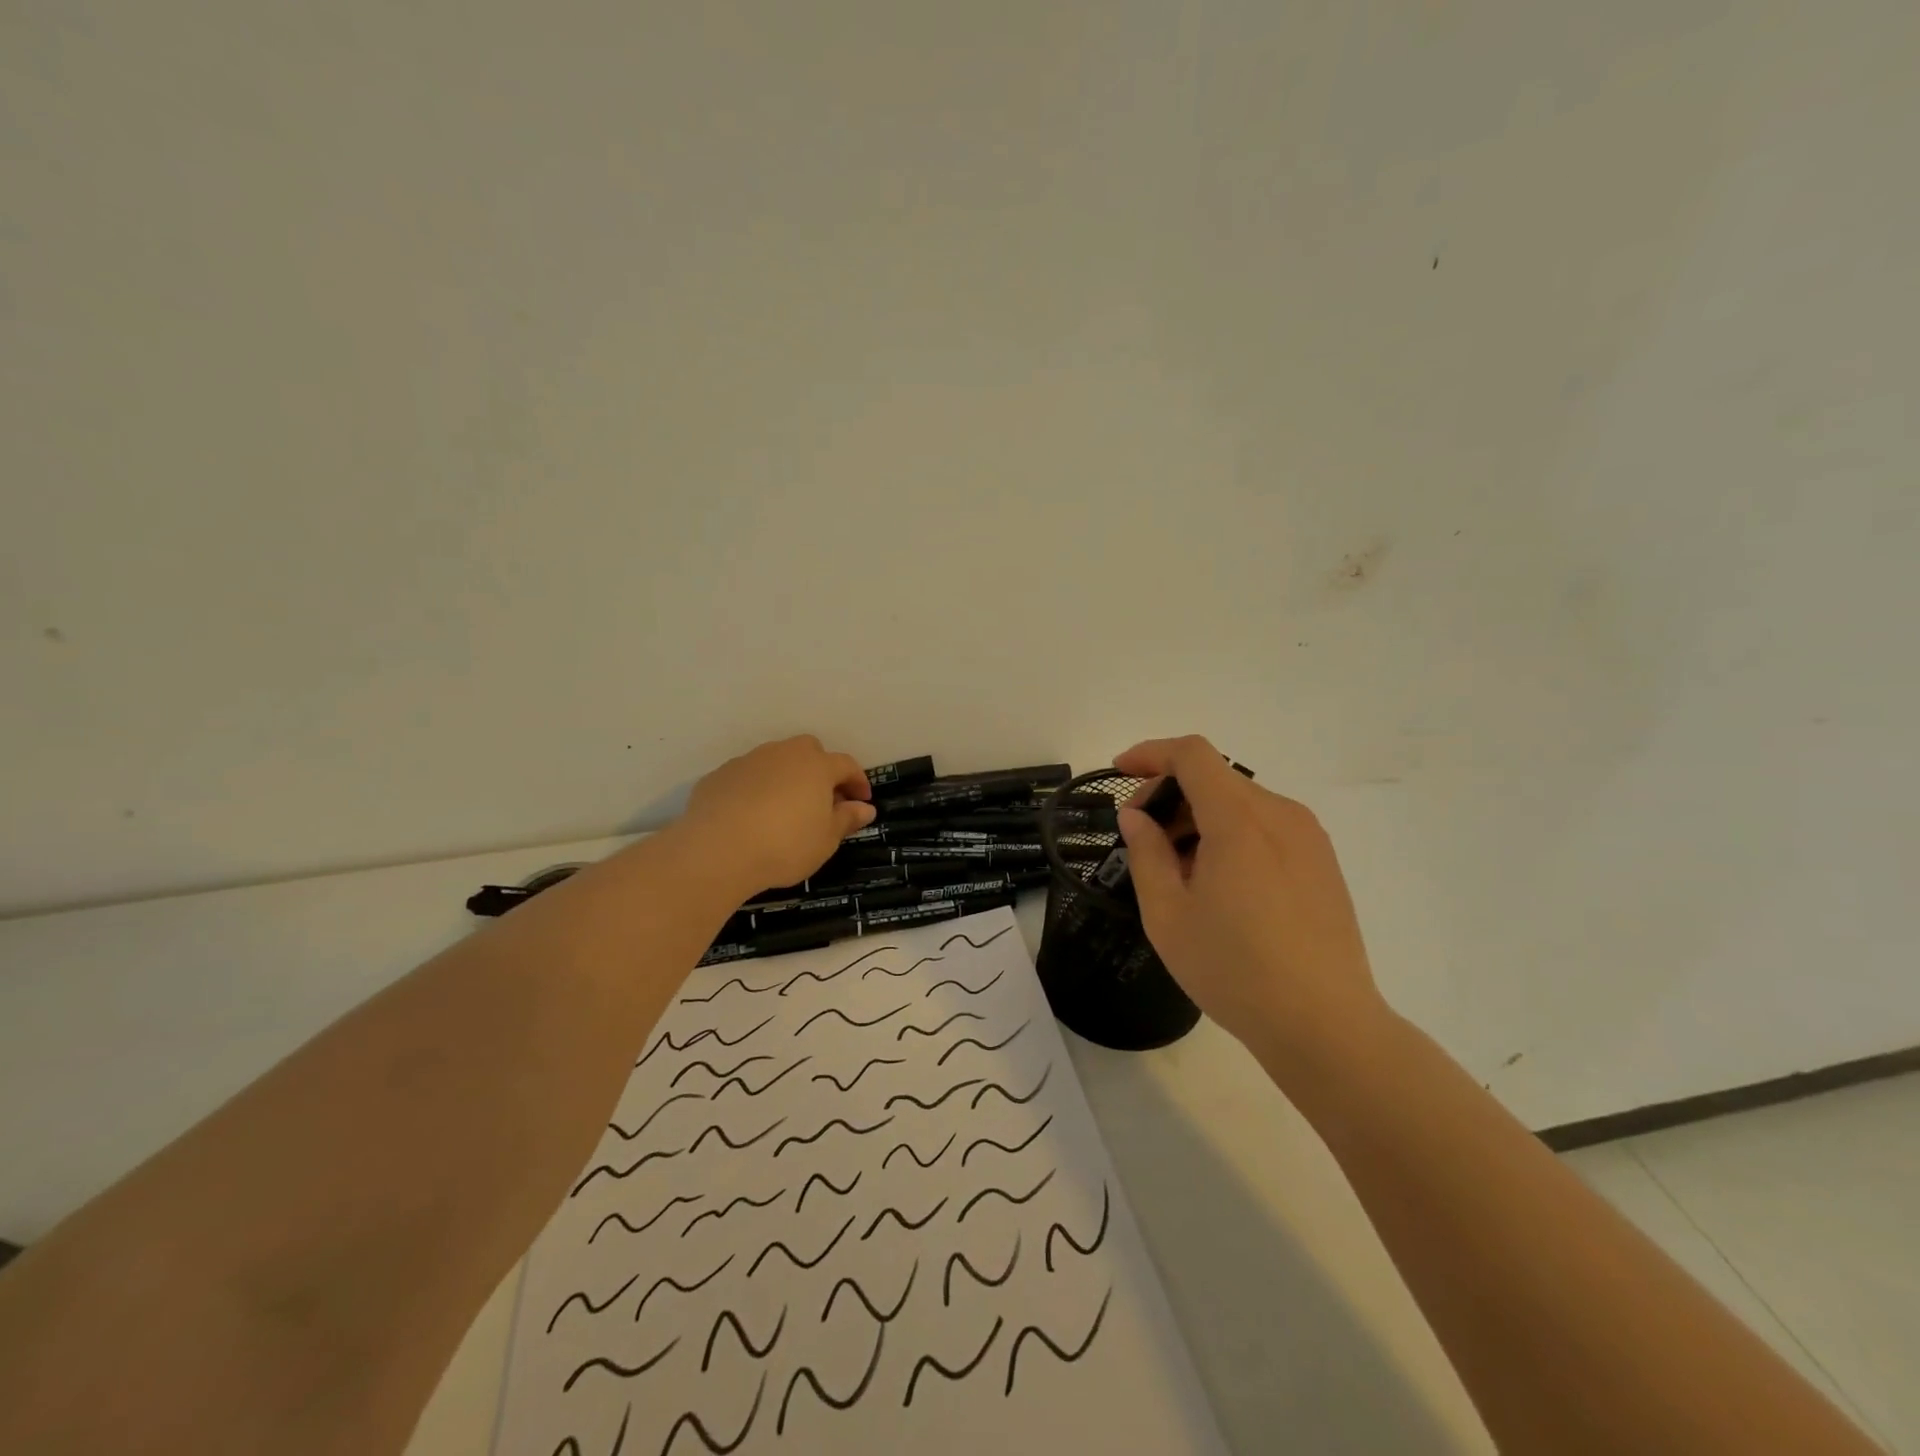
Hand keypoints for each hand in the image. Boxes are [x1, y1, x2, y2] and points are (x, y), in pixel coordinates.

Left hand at [678, 736, 874, 896]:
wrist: (717, 851)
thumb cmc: (784, 845)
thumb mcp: (825, 840)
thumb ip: (846, 819)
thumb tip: (864, 808)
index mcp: (816, 766)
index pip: (846, 765)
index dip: (858, 781)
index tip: (862, 801)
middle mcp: (784, 754)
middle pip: (810, 751)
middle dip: (821, 770)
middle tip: (823, 799)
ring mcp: (749, 761)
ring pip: (776, 760)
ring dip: (786, 777)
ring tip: (785, 808)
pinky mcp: (720, 775)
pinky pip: (748, 776)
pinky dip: (756, 789)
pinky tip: (751, 815)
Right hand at [1114, 735, 1390, 1069]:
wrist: (1325, 1025)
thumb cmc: (1235, 970)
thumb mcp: (1168, 915)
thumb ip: (1146, 854)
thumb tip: (1136, 817)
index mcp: (1240, 820)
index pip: (1192, 755)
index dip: (1151, 753)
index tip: (1120, 773)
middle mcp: (1280, 814)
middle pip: (1215, 778)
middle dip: (1169, 794)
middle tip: (1142, 839)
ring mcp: (1308, 837)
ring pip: (1240, 802)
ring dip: (1199, 817)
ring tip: (1179, 871)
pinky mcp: (1322, 862)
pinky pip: (1266, 826)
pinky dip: (1230, 834)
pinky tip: (1219, 884)